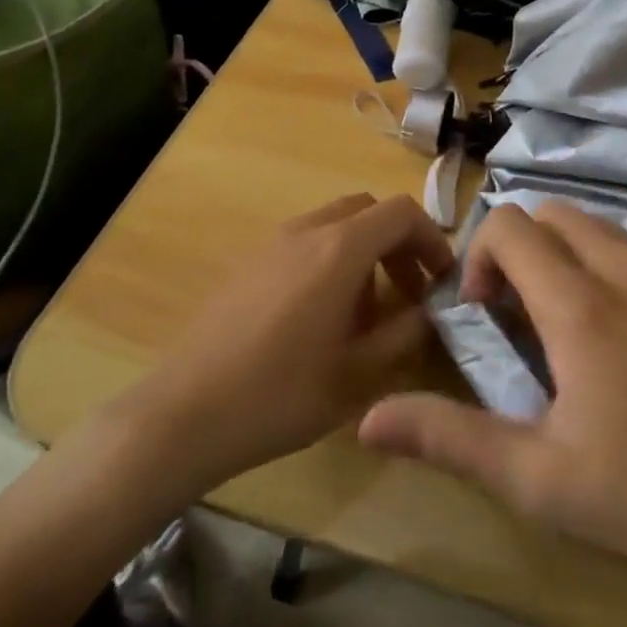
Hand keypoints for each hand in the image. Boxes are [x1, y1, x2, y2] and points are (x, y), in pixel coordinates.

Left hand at [126, 194, 453, 494]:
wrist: (184, 415)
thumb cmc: (280, 395)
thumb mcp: (358, 374)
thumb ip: (404, 333)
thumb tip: (429, 310)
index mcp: (338, 249)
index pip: (401, 212)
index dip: (431, 238)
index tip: (441, 279)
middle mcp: (306, 231)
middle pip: (367, 211)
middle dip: (397, 243)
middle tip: (408, 291)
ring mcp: (271, 244)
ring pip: (334, 225)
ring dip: (363, 252)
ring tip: (366, 312)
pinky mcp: (247, 263)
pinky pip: (304, 243)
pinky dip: (330, 260)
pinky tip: (320, 318)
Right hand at [358, 201, 626, 626]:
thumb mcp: (539, 479)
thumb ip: (450, 439)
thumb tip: (369, 420)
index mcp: (580, 304)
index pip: (510, 225)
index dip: (480, 257)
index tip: (485, 314)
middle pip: (554, 213)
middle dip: (521, 247)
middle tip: (521, 315)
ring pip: (602, 228)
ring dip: (567, 255)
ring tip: (569, 326)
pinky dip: (613, 269)